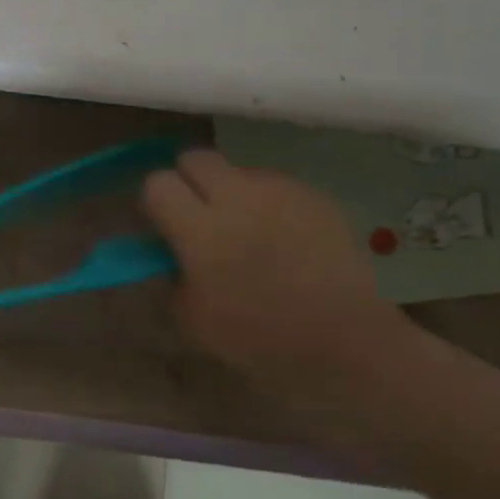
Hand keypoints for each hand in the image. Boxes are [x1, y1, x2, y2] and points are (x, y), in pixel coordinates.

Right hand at [141, 150, 401, 393]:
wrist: (343, 340)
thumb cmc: (258, 336)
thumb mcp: (191, 318)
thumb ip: (171, 274)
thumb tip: (169, 252)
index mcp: (200, 229)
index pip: (157, 183)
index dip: (156, 201)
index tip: (164, 224)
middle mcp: (237, 197)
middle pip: (195, 158)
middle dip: (189, 180)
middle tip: (198, 214)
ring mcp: (279, 191)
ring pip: (238, 170)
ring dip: (231, 192)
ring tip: (247, 230)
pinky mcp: (313, 195)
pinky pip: (276, 186)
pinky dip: (268, 204)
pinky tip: (282, 238)